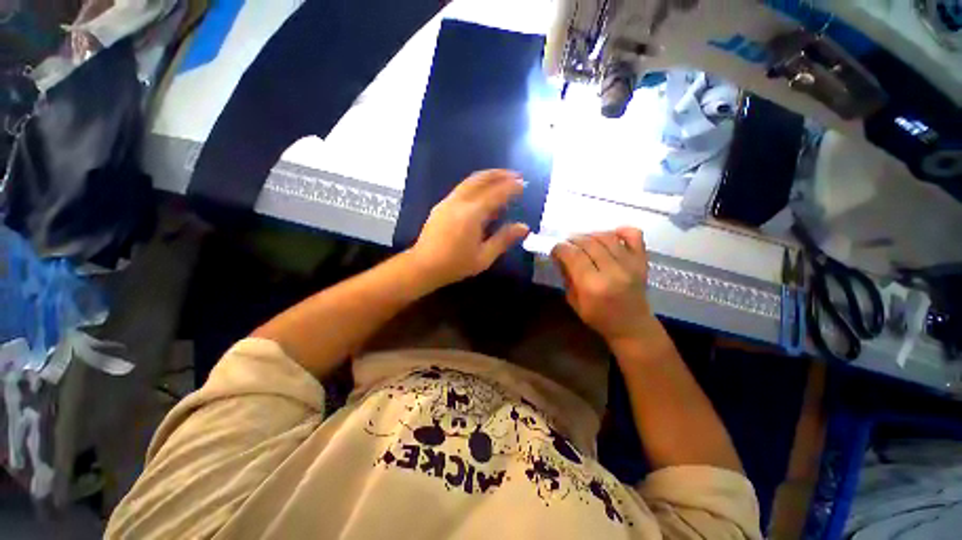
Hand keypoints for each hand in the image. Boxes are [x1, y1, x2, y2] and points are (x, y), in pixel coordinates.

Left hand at [410, 169, 529, 285]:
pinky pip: (462, 189)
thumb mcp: (484, 257)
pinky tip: (482, 196)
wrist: (423, 266)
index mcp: (472, 214)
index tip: (523, 184)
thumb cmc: (455, 264)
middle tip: (515, 175)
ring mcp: (448, 202)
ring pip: (469, 181)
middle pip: (480, 179)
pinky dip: (476, 186)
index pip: (495, 193)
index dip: (511, 187)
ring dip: (487, 177)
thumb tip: (524, 227)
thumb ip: (504, 239)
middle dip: (499, 174)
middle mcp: (459, 202)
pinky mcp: (441, 206)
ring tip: (501, 180)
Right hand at [551, 229, 654, 343]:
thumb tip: (559, 256)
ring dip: (591, 235)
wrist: (632, 326)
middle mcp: (612, 272)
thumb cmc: (599, 318)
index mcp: (593, 286)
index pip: (573, 256)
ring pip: (607, 237)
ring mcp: (630, 264)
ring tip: (584, 241)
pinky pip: (634, 235)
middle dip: (573, 240)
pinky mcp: (642, 261)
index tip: (555, 249)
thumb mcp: (574, 301)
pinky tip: (610, 236)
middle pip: (589, 243)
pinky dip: (620, 231)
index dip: (560, 248)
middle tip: (567, 245)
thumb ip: (567, 276)